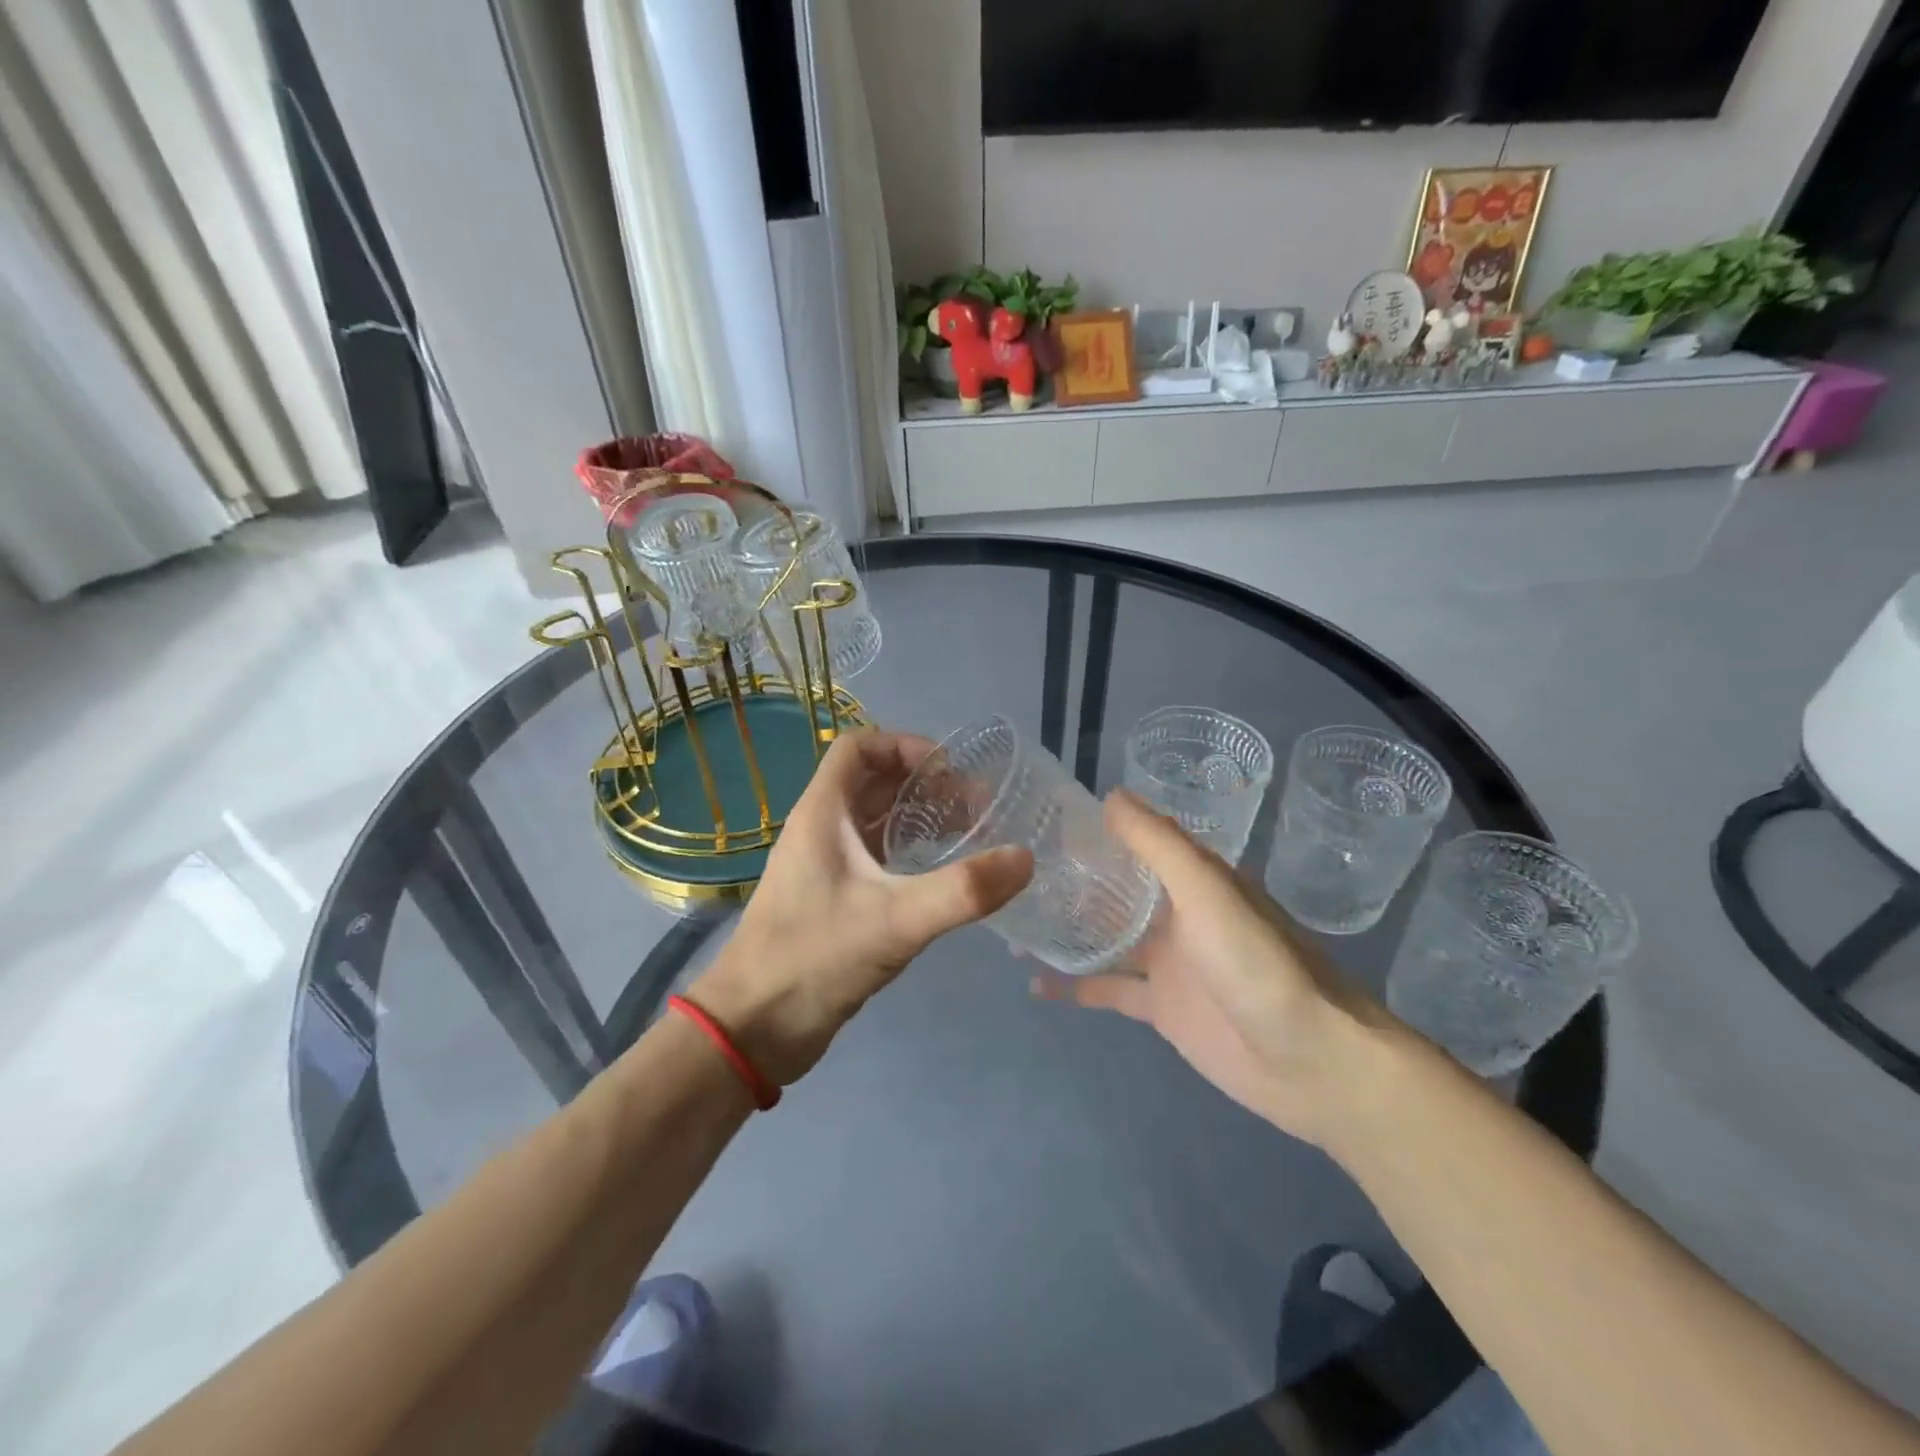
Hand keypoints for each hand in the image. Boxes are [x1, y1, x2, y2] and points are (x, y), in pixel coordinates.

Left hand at [692, 728, 1031, 1084]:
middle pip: (874, 782)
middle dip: (925, 784)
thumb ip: (962, 891)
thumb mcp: (894, 921)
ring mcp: (826, 866)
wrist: (752, 1029)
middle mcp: (821, 830)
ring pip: (876, 821)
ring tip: (971, 834)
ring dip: (920, 818)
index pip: (858, 747)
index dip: (904, 746)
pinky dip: (910, 853)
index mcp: (822, 813)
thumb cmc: (814, 958)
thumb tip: (1024, 858)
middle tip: (977, 807)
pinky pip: (876, 857)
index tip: (950, 772)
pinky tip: (942, 876)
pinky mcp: (834, 899)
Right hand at [1033, 791, 1387, 1146]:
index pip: (1138, 841)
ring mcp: (1168, 963)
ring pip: (1107, 937)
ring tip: (1013, 922)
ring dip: (1068, 930)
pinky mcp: (1161, 1008)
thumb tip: (1111, 796)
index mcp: (1194, 879)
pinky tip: (1035, 982)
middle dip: (1072, 881)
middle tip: (1013, 873)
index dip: (1097, 829)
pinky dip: (1075, 985)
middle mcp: (1178, 913)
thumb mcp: (1207, 891)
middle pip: (1117, 889)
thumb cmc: (1257, 963)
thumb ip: (1159, 845)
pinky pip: (1109, 989)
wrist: (1310, 1061)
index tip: (1044, 820)